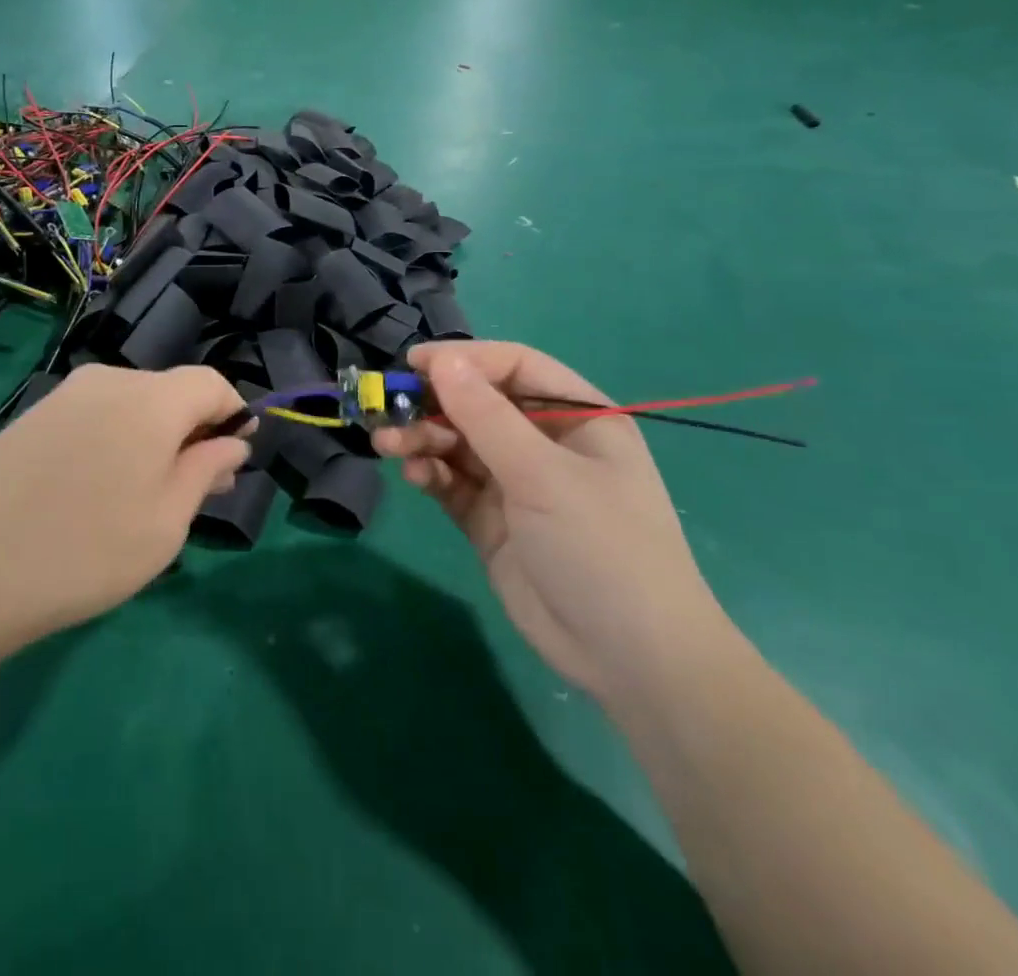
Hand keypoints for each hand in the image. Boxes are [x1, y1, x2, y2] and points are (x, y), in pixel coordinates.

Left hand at [0, 365, 249, 651]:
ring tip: (144, 498)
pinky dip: (113, 441)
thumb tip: (232, 441)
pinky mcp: (31, 417)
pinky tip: (95, 492)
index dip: (233, 415)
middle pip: (170, 392)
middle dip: (192, 432)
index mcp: (151, 399)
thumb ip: (206, 470)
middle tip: (195, 492)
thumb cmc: (86, 551)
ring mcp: (64, 395)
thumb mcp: (166, 522)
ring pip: (131, 405)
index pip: (212, 383)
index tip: (233, 461)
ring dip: (152, 439)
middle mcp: (109, 381)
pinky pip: (93, 416)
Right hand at [371, 342, 729, 704]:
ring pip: (459, 443)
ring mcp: (518, 484)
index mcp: (578, 417)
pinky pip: (454, 483)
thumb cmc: (600, 545)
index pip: (515, 368)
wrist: (629, 659)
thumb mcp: (542, 473)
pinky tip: (414, 475)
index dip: (465, 360)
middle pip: (479, 405)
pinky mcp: (492, 521)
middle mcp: (546, 443)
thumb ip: (485, 415)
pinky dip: (431, 473)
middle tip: (387, 410)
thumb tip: (441, 359)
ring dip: (423, 438)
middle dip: (434, 404)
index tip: (414, 363)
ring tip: (388, 444)